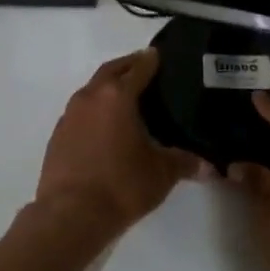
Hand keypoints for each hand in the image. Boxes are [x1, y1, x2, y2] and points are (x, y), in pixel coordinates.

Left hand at [34, 48, 202, 241]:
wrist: (70, 215)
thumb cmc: (121, 185)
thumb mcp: (161, 173)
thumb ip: (185, 162)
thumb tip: (211, 167)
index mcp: (117, 96)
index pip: (138, 68)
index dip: (151, 60)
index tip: (160, 55)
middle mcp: (90, 97)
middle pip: (111, 70)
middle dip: (128, 66)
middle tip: (145, 67)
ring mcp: (70, 115)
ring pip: (92, 89)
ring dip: (108, 87)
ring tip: (127, 98)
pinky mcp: (58, 135)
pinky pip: (80, 111)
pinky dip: (95, 109)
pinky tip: (105, 126)